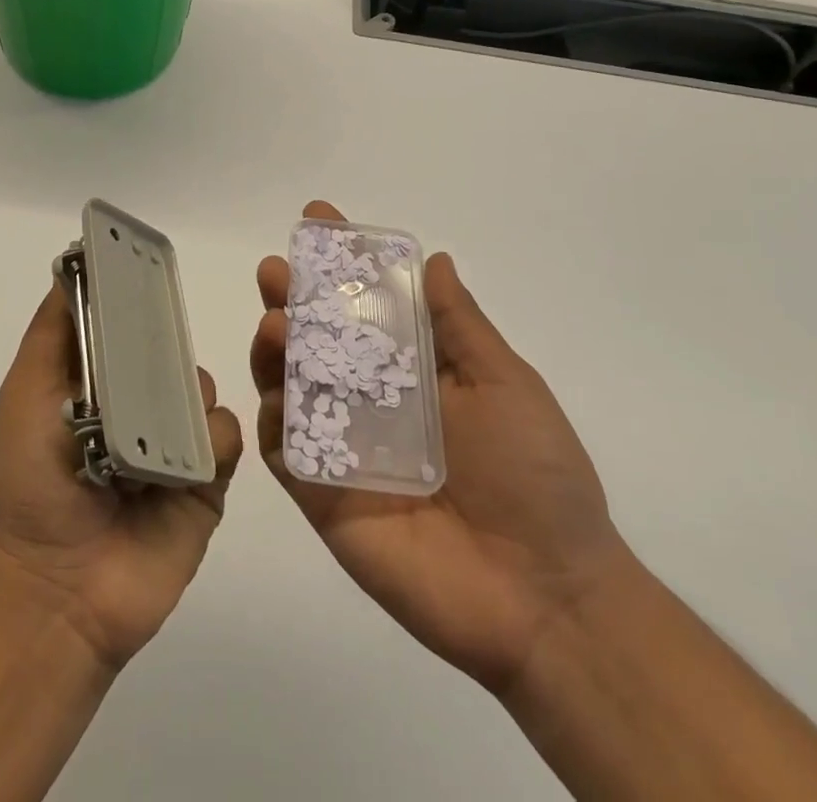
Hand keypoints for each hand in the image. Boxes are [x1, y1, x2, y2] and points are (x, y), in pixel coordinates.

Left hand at [0, 283, 243, 672]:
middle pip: (169, 352)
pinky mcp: (205, 481)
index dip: (136, 298)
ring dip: (189, 393)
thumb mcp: (28, 395)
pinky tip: (188, 456)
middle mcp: (139, 406)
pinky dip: (212, 438)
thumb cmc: (34, 481)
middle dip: (169, 342)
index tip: (150, 265)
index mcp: (99, 385)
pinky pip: (225, 436)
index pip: (127, 326)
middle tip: (160, 347)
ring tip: (164, 419)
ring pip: (202, 389)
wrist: (59, 590)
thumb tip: (70, 267)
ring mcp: (174, 443)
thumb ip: (52, 333)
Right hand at [251, 201, 631, 694]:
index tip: (318, 220)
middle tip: (275, 270)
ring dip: (273, 351)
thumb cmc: (535, 476)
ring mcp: (344, 448)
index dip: (341, 264)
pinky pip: (285, 452)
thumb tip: (435, 258)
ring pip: (291, 388)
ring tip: (275, 322)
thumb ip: (460, 326)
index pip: (365, 305)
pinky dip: (271, 421)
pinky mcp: (324, 497)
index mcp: (412, 371)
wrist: (545, 596)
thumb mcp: (505, 384)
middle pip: (316, 340)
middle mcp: (370, 401)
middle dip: (291, 299)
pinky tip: (273, 397)